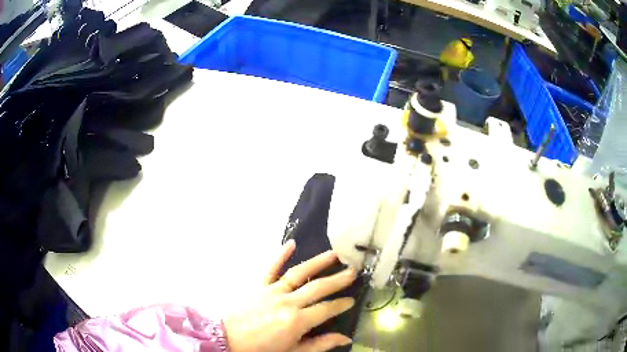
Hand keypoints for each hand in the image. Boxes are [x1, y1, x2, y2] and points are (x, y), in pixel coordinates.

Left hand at [224, 240, 356, 351]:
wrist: (227, 339)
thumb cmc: (261, 349)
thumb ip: (319, 344)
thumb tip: (345, 338)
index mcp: (297, 321)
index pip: (326, 309)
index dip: (341, 304)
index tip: (352, 299)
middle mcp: (288, 302)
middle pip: (317, 287)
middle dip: (337, 279)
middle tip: (353, 271)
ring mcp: (272, 291)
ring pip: (298, 273)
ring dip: (317, 263)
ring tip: (334, 254)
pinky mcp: (259, 285)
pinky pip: (271, 268)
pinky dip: (280, 255)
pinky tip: (291, 243)